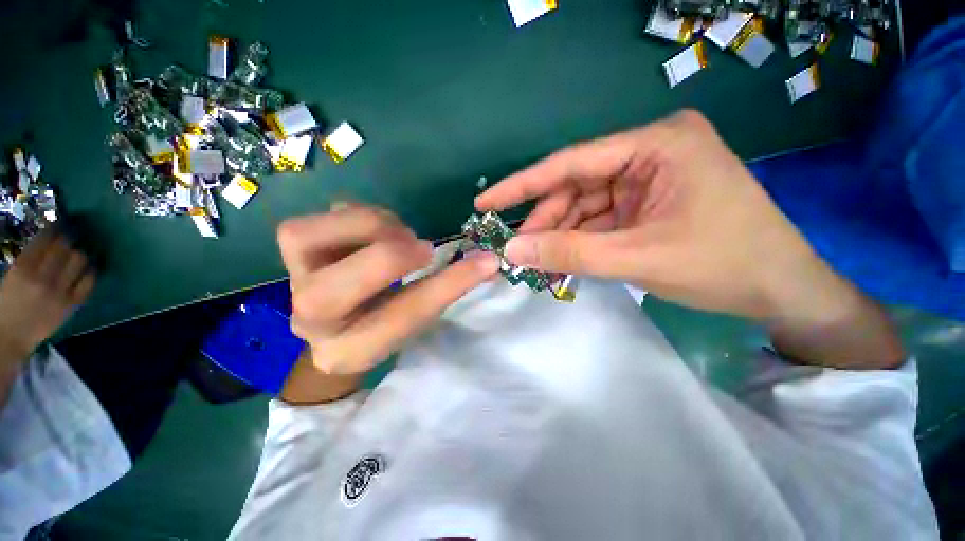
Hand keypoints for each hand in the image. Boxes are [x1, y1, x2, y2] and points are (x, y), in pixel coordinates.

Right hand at [0, 230, 95, 360]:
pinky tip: (89, 268)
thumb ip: (29, 260)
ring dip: (82, 254)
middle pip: (66, 248)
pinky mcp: (71, 305)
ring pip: (80, 261)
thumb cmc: (6, 303)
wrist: (10, 336)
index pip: (45, 239)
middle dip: (71, 239)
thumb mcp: (11, 276)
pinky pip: (89, 282)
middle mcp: (43, 277)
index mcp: (23, 268)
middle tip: (74, 236)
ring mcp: (59, 292)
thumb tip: (48, 243)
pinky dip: (91, 272)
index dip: (57, 228)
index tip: (62, 224)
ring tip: (81, 251)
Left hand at [278, 204, 498, 374]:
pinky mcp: (293, 249)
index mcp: (350, 351)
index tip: (486, 260)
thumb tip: (487, 261)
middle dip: (389, 258)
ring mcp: (292, 280)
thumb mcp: (417, 317)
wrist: (336, 322)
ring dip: (370, 226)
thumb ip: (446, 290)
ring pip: (304, 239)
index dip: (448, 284)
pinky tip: (376, 228)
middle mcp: (310, 322)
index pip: (402, 318)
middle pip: (328, 293)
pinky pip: (318, 218)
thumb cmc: (384, 323)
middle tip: (423, 248)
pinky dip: (357, 214)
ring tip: (399, 234)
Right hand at [476, 110, 840, 320]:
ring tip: (536, 259)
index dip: (522, 185)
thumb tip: (512, 252)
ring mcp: (649, 177)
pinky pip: (600, 217)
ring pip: (585, 204)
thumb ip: (568, 253)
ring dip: (560, 232)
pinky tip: (562, 256)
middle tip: (516, 249)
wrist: (781, 289)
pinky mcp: (648, 201)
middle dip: (545, 220)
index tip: (485, 200)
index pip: (570, 162)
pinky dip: (579, 238)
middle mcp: (650, 151)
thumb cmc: (722, 266)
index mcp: (656, 144)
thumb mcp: (636, 258)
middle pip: (576, 185)